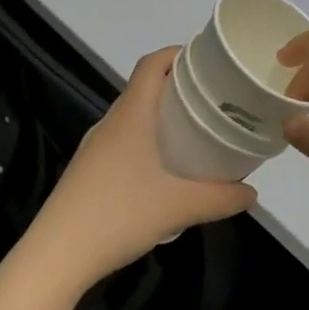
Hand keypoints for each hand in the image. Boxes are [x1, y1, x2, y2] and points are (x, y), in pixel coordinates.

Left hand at [25, 47, 255, 290]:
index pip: (151, 64)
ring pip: (134, 116)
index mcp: (130, 115)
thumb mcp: (179, 207)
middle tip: (213, 98)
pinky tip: (165, 169)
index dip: (177, 53)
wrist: (56, 256)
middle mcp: (111, 123)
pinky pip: (124, 140)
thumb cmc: (118, 215)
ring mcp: (96, 148)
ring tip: (195, 131)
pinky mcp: (88, 171)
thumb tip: (253, 193)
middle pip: (144, 88)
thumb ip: (221, 198)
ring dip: (162, 116)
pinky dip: (148, 140)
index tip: (207, 60)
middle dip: (178, 86)